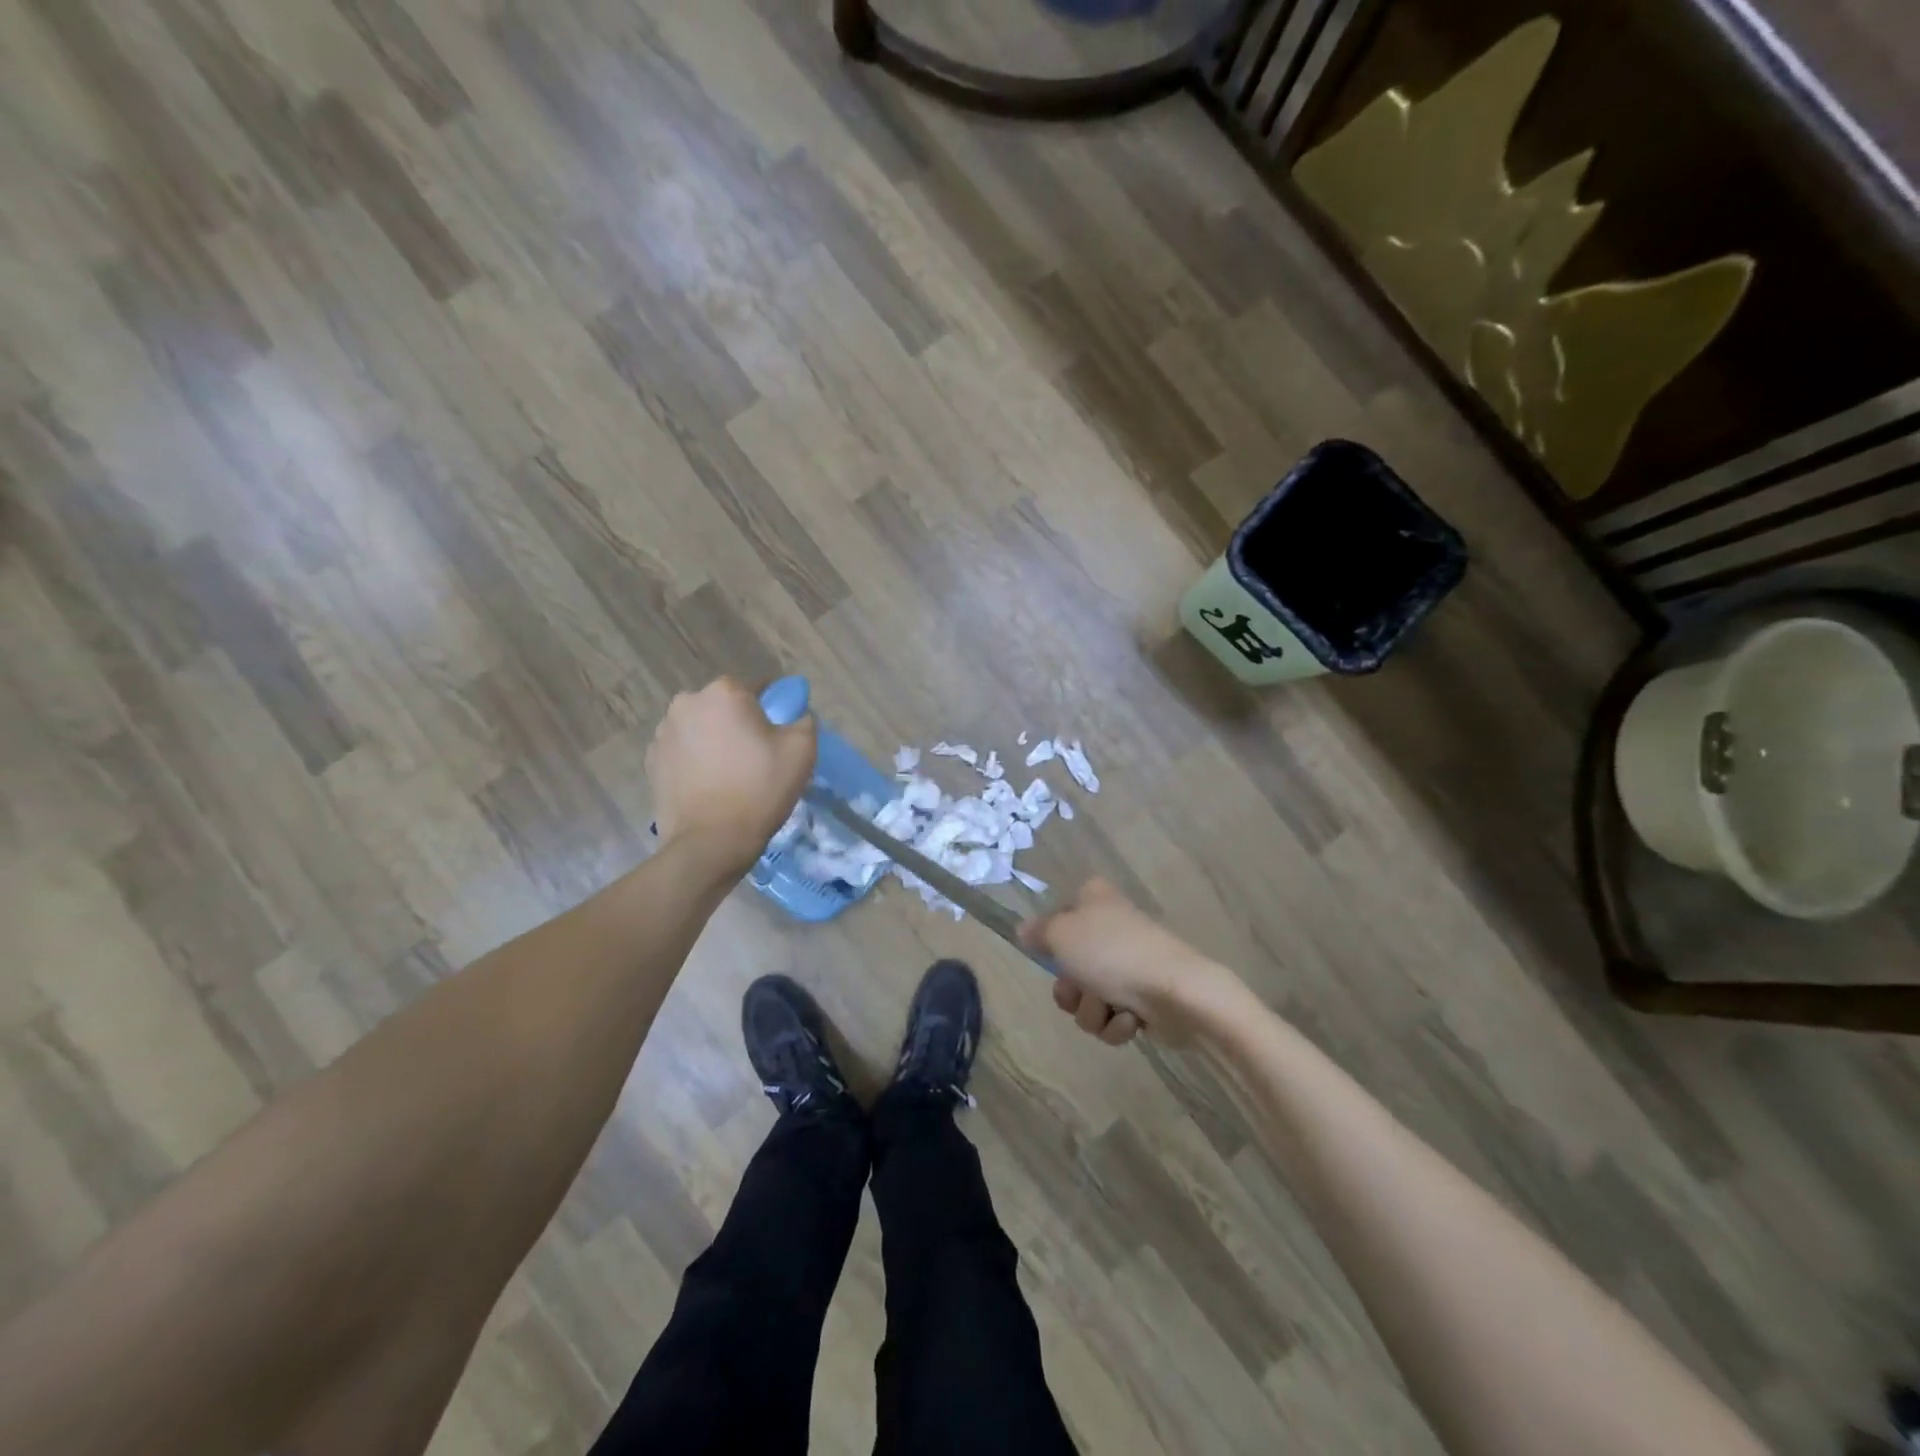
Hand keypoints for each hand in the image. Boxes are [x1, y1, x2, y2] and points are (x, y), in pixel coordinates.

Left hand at [647, 678, 816, 875]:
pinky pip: (683, 750)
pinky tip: (709, 784)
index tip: (781, 735)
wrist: (710, 841)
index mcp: (724, 692)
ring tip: (731, 773)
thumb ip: (803, 719)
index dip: (774, 710)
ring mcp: (663, 731)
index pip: (759, 688)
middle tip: (757, 756)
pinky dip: (696, 759)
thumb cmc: (760, 789)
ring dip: (716, 740)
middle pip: (726, 706)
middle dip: (740, 723)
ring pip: (702, 727)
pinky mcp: (651, 759)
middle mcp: (688, 702)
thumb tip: (795, 715)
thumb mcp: (802, 750)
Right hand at [1020, 880, 1242, 1045]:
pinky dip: (1117, 1024)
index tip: (1053, 953)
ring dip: (1093, 1010)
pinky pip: (1112, 1019)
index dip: (1052, 940)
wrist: (1177, 992)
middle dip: (1072, 990)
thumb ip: (1038, 932)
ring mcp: (1129, 965)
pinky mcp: (1144, 999)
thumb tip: (1023, 930)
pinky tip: (1131, 1020)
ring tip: (1112, 1007)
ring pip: (1088, 998)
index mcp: (1094, 900)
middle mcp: (1111, 927)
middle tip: (1081, 989)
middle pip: (1068, 967)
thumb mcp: (1061, 934)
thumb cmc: (1113, 953)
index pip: (1059, 917)